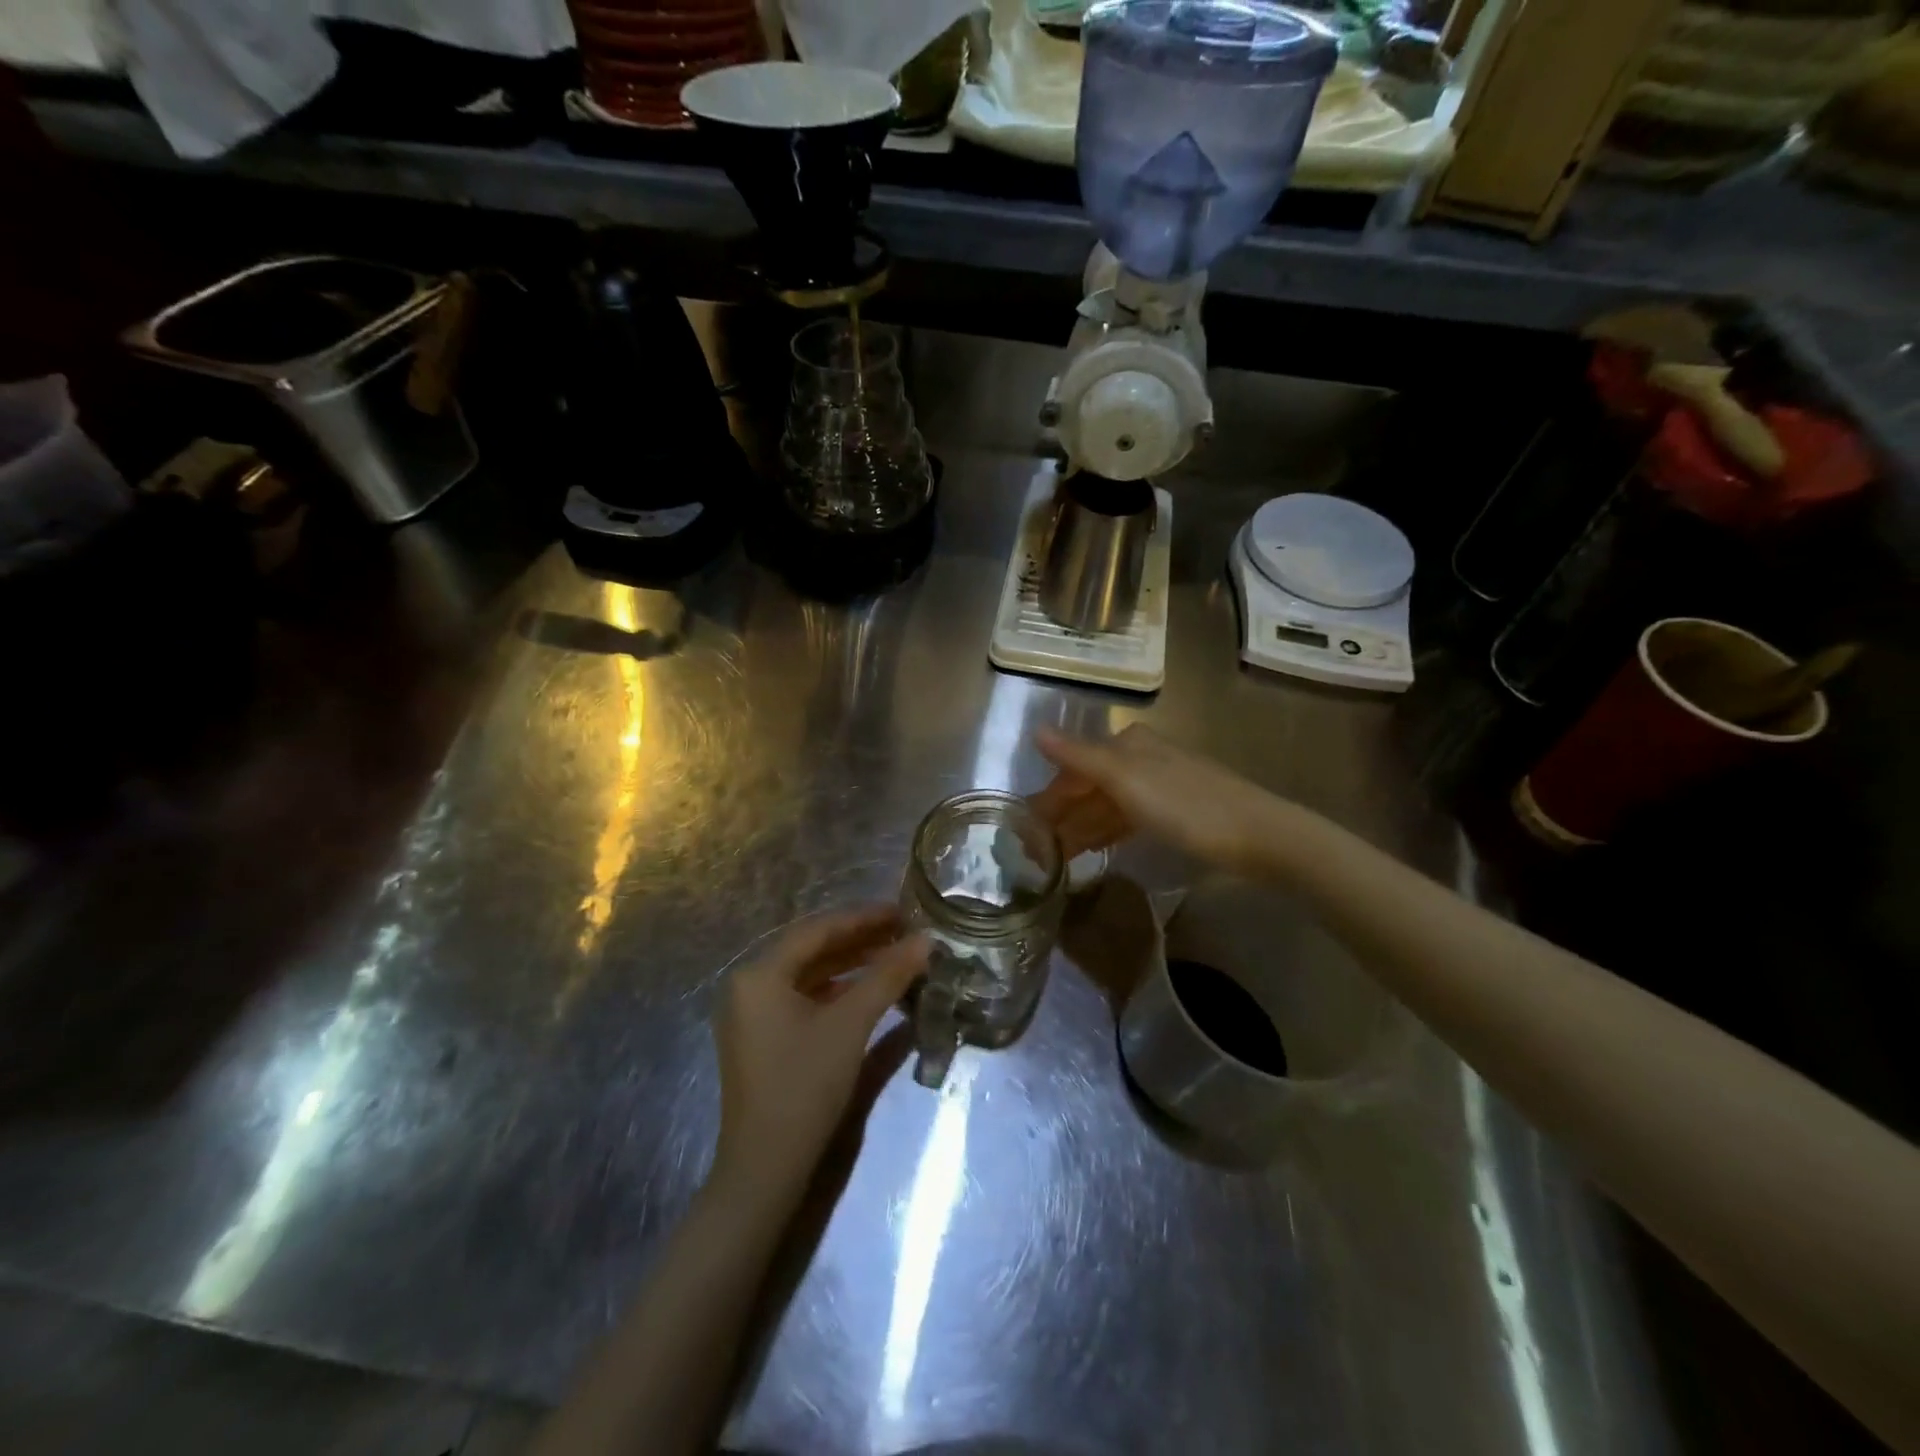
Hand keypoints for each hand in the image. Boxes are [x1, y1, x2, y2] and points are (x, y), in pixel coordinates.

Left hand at [712, 907, 928, 1197]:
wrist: (765, 1170)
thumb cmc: (804, 1086)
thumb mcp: (850, 1024)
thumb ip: (888, 976)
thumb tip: (926, 940)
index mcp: (759, 973)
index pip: (818, 930)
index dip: (863, 918)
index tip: (903, 911)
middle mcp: (749, 986)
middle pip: (812, 949)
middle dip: (860, 941)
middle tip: (904, 933)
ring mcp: (753, 1014)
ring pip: (810, 975)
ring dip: (852, 966)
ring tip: (895, 957)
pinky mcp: (764, 1039)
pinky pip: (804, 999)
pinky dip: (838, 992)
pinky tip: (870, 992)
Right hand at [1031, 725, 1278, 869]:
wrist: (1258, 836)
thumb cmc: (1186, 806)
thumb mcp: (1125, 780)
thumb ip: (1078, 756)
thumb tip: (1036, 730)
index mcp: (1127, 744)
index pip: (1074, 767)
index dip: (1049, 796)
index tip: (1024, 828)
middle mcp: (1141, 758)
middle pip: (1090, 785)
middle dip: (1063, 814)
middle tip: (1036, 849)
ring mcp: (1160, 785)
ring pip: (1107, 804)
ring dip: (1081, 826)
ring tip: (1057, 856)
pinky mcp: (1175, 811)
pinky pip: (1127, 818)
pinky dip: (1106, 831)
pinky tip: (1093, 848)